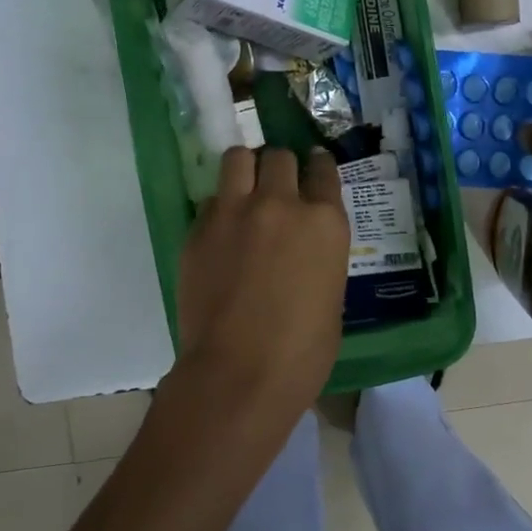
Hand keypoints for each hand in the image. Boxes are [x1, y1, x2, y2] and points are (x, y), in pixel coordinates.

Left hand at [170, 147, 348, 425]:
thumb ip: (319, 254)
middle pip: (280, 156)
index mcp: (325, 222)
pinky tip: (222, 232)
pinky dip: (220, 207)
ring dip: (246, 169)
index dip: (317, 165)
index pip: (323, 169)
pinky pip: (212, 199)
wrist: (238, 374)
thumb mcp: (332, 294)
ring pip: (238, 158)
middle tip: (277, 186)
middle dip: (280, 167)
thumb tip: (304, 248)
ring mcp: (236, 211)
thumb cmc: (301, 351)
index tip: (313, 166)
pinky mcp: (199, 228)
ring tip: (245, 188)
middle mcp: (281, 203)